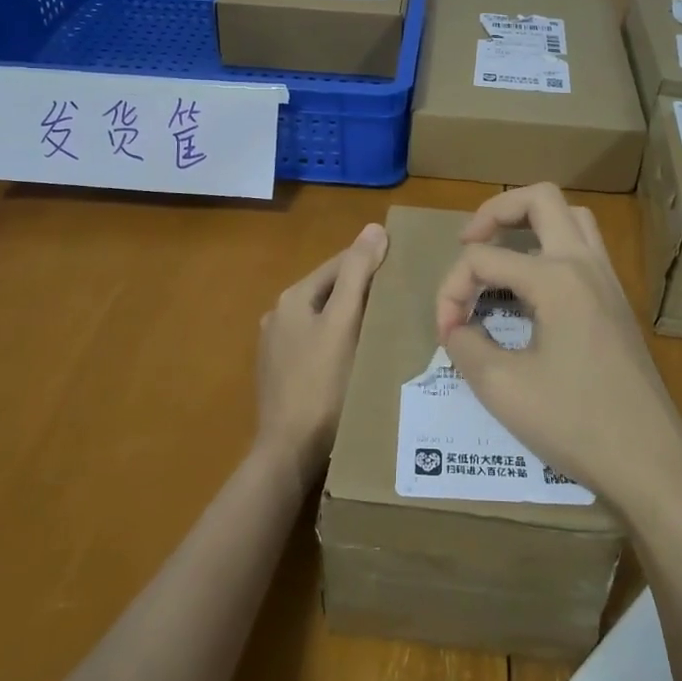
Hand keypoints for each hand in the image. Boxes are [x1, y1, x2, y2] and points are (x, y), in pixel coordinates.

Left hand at [254, 222, 389, 491]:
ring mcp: (277, 348)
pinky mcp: (283, 375)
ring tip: (387, 326)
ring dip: (351, 317)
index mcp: (292, 298)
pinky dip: (339, 341)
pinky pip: (318, 345)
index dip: (371, 262)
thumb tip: (373, 228)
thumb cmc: (322, 384)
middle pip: (330, 291)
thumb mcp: (344, 323)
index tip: (404, 267)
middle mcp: (278, 316)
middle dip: (362, 291)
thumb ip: (357, 274)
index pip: (338, 264)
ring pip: (324, 319)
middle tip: (401, 299)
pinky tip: (359, 356)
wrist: (289, 452)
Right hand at [435, 185, 681, 517]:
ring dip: (529, 221)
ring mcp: (607, 280)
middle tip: (468, 243)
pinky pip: (583, 246)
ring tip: (499, 253)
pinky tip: (531, 286)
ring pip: (570, 216)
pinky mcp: (617, 301)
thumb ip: (464, 345)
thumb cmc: (575, 423)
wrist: (651, 463)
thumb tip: (455, 327)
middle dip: (495, 211)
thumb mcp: (501, 388)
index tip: (446, 333)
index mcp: (555, 278)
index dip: (451, 290)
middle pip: (540, 198)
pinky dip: (550, 245)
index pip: (483, 259)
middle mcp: (585, 264)